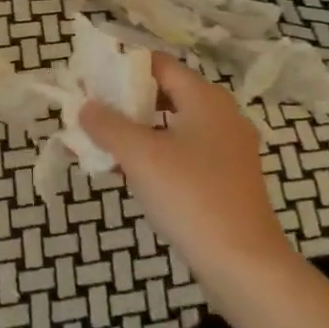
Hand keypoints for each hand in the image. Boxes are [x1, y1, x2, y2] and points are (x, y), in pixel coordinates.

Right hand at [80, 55, 296, 278]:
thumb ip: (107, 125)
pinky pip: (182, 152)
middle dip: (125, 101)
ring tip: (101, 142)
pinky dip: (155, 153)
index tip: (90, 80)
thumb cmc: (190, 196)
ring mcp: (227, 149)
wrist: (243, 263)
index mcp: (205, 99)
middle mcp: (221, 115)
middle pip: (166, 93)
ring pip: (172, 125)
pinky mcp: (225, 178)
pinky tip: (128, 172)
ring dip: (136, 130)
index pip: (158, 64)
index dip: (122, 67)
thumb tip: (85, 106)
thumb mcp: (139, 155)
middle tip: (90, 112)